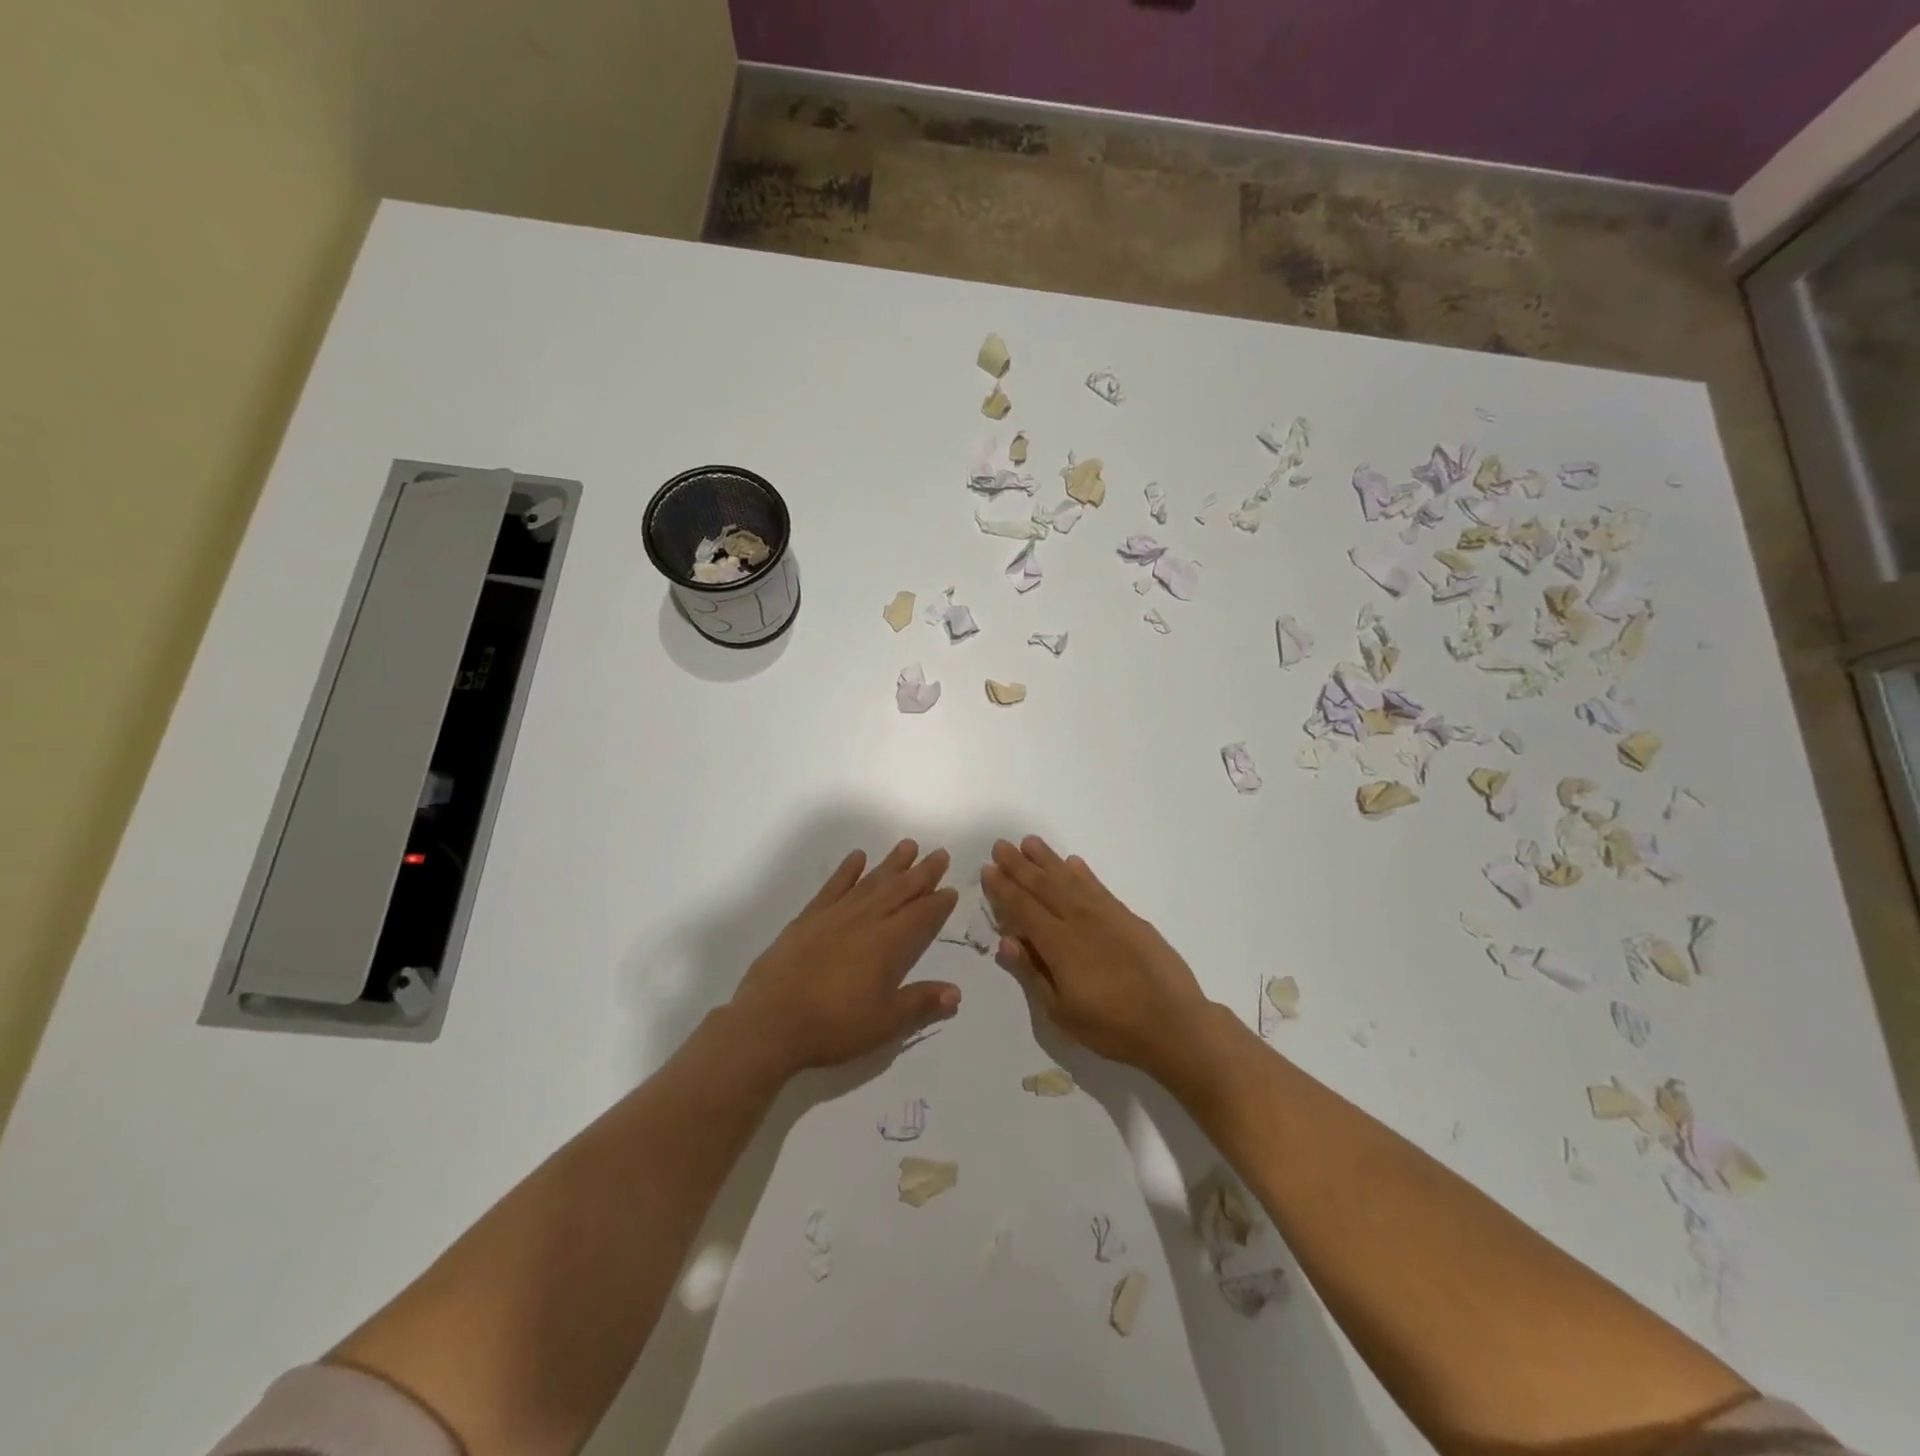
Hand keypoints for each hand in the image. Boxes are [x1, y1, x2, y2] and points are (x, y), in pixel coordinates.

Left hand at [729, 840, 960, 1074]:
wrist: (770, 1022)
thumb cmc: (833, 1025)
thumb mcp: (884, 1022)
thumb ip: (920, 1003)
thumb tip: (956, 992)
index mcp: (887, 944)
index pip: (920, 916)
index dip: (938, 903)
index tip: (951, 889)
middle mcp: (864, 921)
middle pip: (899, 890)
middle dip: (922, 872)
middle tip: (939, 853)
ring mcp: (834, 916)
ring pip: (870, 882)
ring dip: (891, 864)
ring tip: (908, 845)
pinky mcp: (808, 918)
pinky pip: (832, 887)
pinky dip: (846, 870)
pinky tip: (857, 857)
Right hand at [982, 836, 1214, 1074]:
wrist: (1174, 1024)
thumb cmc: (1112, 1027)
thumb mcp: (1062, 1012)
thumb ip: (1032, 973)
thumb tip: (1006, 941)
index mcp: (1058, 944)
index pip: (1023, 909)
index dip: (1004, 889)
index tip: (988, 869)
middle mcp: (1079, 920)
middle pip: (1043, 886)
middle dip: (1019, 866)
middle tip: (1001, 845)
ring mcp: (1106, 915)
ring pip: (1070, 879)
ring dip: (1048, 860)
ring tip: (1030, 842)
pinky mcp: (1128, 917)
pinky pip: (1098, 887)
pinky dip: (1083, 873)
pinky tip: (1073, 863)